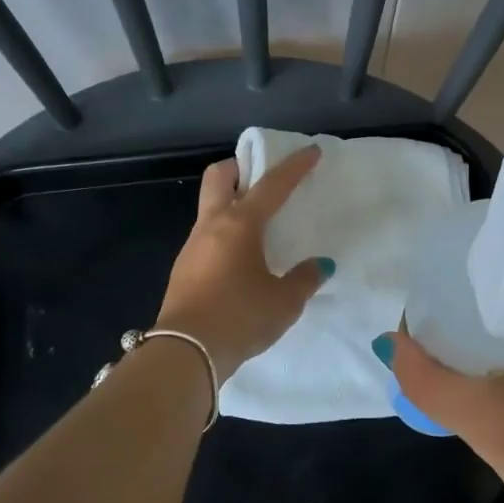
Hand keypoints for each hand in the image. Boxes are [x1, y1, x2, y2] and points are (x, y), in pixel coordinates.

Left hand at [156, 146, 331, 380]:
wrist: (185, 352)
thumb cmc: (240, 318)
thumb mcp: (284, 302)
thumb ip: (305, 279)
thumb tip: (320, 265)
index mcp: (240, 225)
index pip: (272, 185)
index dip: (294, 166)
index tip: (310, 150)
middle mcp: (212, 226)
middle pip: (219, 177)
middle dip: (241, 167)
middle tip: (262, 178)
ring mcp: (193, 246)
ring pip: (210, 207)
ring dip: (232, 203)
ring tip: (258, 225)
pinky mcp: (183, 268)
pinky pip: (206, 235)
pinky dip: (224, 233)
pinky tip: (241, 258)